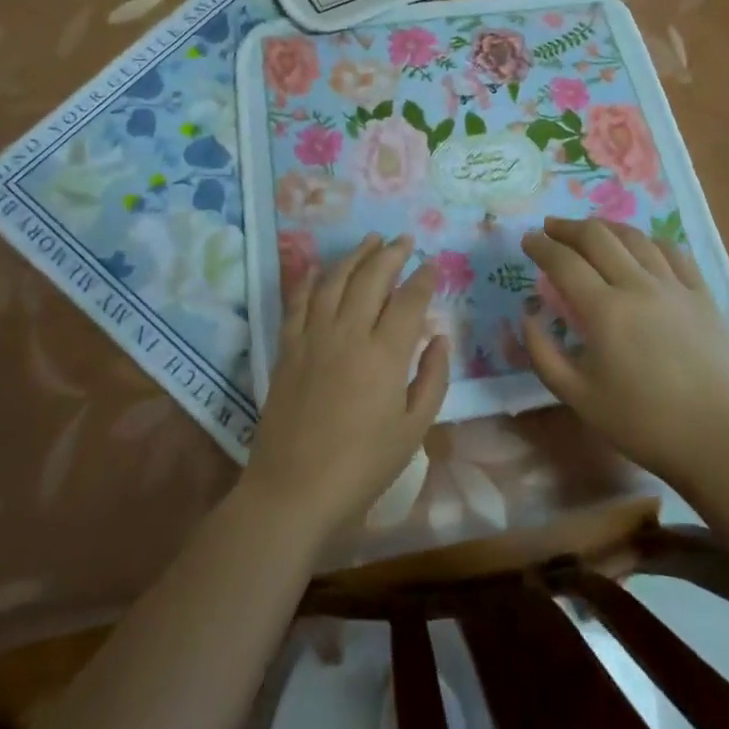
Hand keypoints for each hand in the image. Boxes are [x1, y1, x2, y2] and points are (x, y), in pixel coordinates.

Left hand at [240, 234, 449, 536]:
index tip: (432, 264)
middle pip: (372, 278)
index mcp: (385, 355)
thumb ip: (432, 378)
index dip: (423, 278)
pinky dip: (309, 278)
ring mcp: (313, 336)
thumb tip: (440, 337)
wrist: (294, 489)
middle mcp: (349, 333)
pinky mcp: (288, 347)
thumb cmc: (362, 466)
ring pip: (335, 280)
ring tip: (370, 239)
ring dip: (355, 256)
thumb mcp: (413, 430)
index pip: (409, 300)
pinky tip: (318, 266)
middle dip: (391, 254)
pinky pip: (298, 301)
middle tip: (404, 239)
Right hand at [521, 217, 728, 490]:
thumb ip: (543, 353)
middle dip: (568, 227)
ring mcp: (675, 286)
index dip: (541, 246)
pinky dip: (648, 241)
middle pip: (598, 237)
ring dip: (605, 228)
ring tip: (590, 231)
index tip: (527, 240)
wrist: (718, 441)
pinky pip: (673, 252)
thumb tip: (528, 314)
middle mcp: (638, 286)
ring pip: (635, 237)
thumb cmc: (642, 423)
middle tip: (550, 229)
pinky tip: (641, 246)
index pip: (564, 262)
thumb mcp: (578, 397)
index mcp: (605, 311)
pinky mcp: (702, 295)